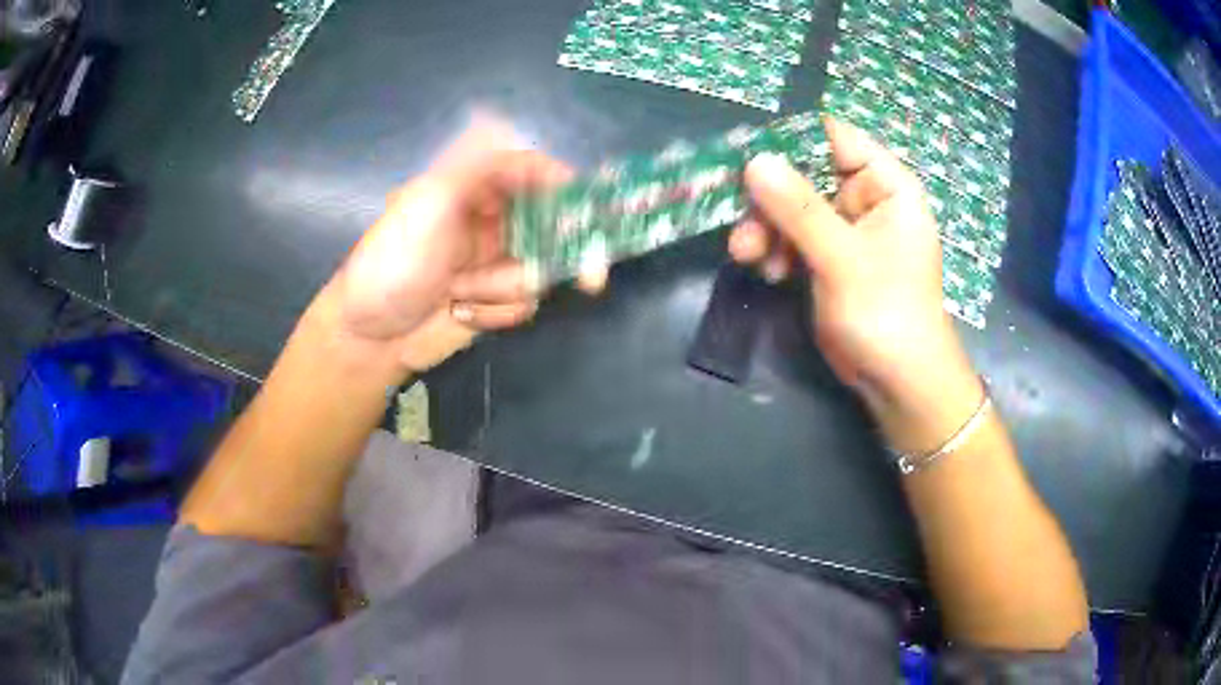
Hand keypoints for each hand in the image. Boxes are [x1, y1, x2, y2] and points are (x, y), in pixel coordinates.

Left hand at [326, 120, 576, 374]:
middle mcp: (489, 220)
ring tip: (461, 291)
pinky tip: (461, 312)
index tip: (593, 208)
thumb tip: (505, 121)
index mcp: (472, 187)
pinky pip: (524, 303)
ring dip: (504, 287)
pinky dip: (496, 312)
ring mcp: (494, 262)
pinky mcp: (494, 300)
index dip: (563, 185)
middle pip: (551, 223)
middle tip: (592, 277)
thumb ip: (474, 163)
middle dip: (561, 250)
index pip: (529, 171)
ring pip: (540, 269)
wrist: (369, 335)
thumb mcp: (428, 202)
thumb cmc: (394, 262)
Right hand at [729, 118, 979, 444]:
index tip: (748, 157)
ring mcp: (845, 229)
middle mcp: (865, 198)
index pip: (834, 137)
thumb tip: (754, 160)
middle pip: (805, 172)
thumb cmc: (886, 313)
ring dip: (766, 227)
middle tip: (742, 222)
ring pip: (792, 207)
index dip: (791, 141)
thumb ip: (798, 208)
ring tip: (748, 255)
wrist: (898, 382)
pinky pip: (794, 237)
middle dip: (770, 197)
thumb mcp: (842, 258)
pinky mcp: (829, 257)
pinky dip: (776, 249)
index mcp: (885, 184)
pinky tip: (769, 272)